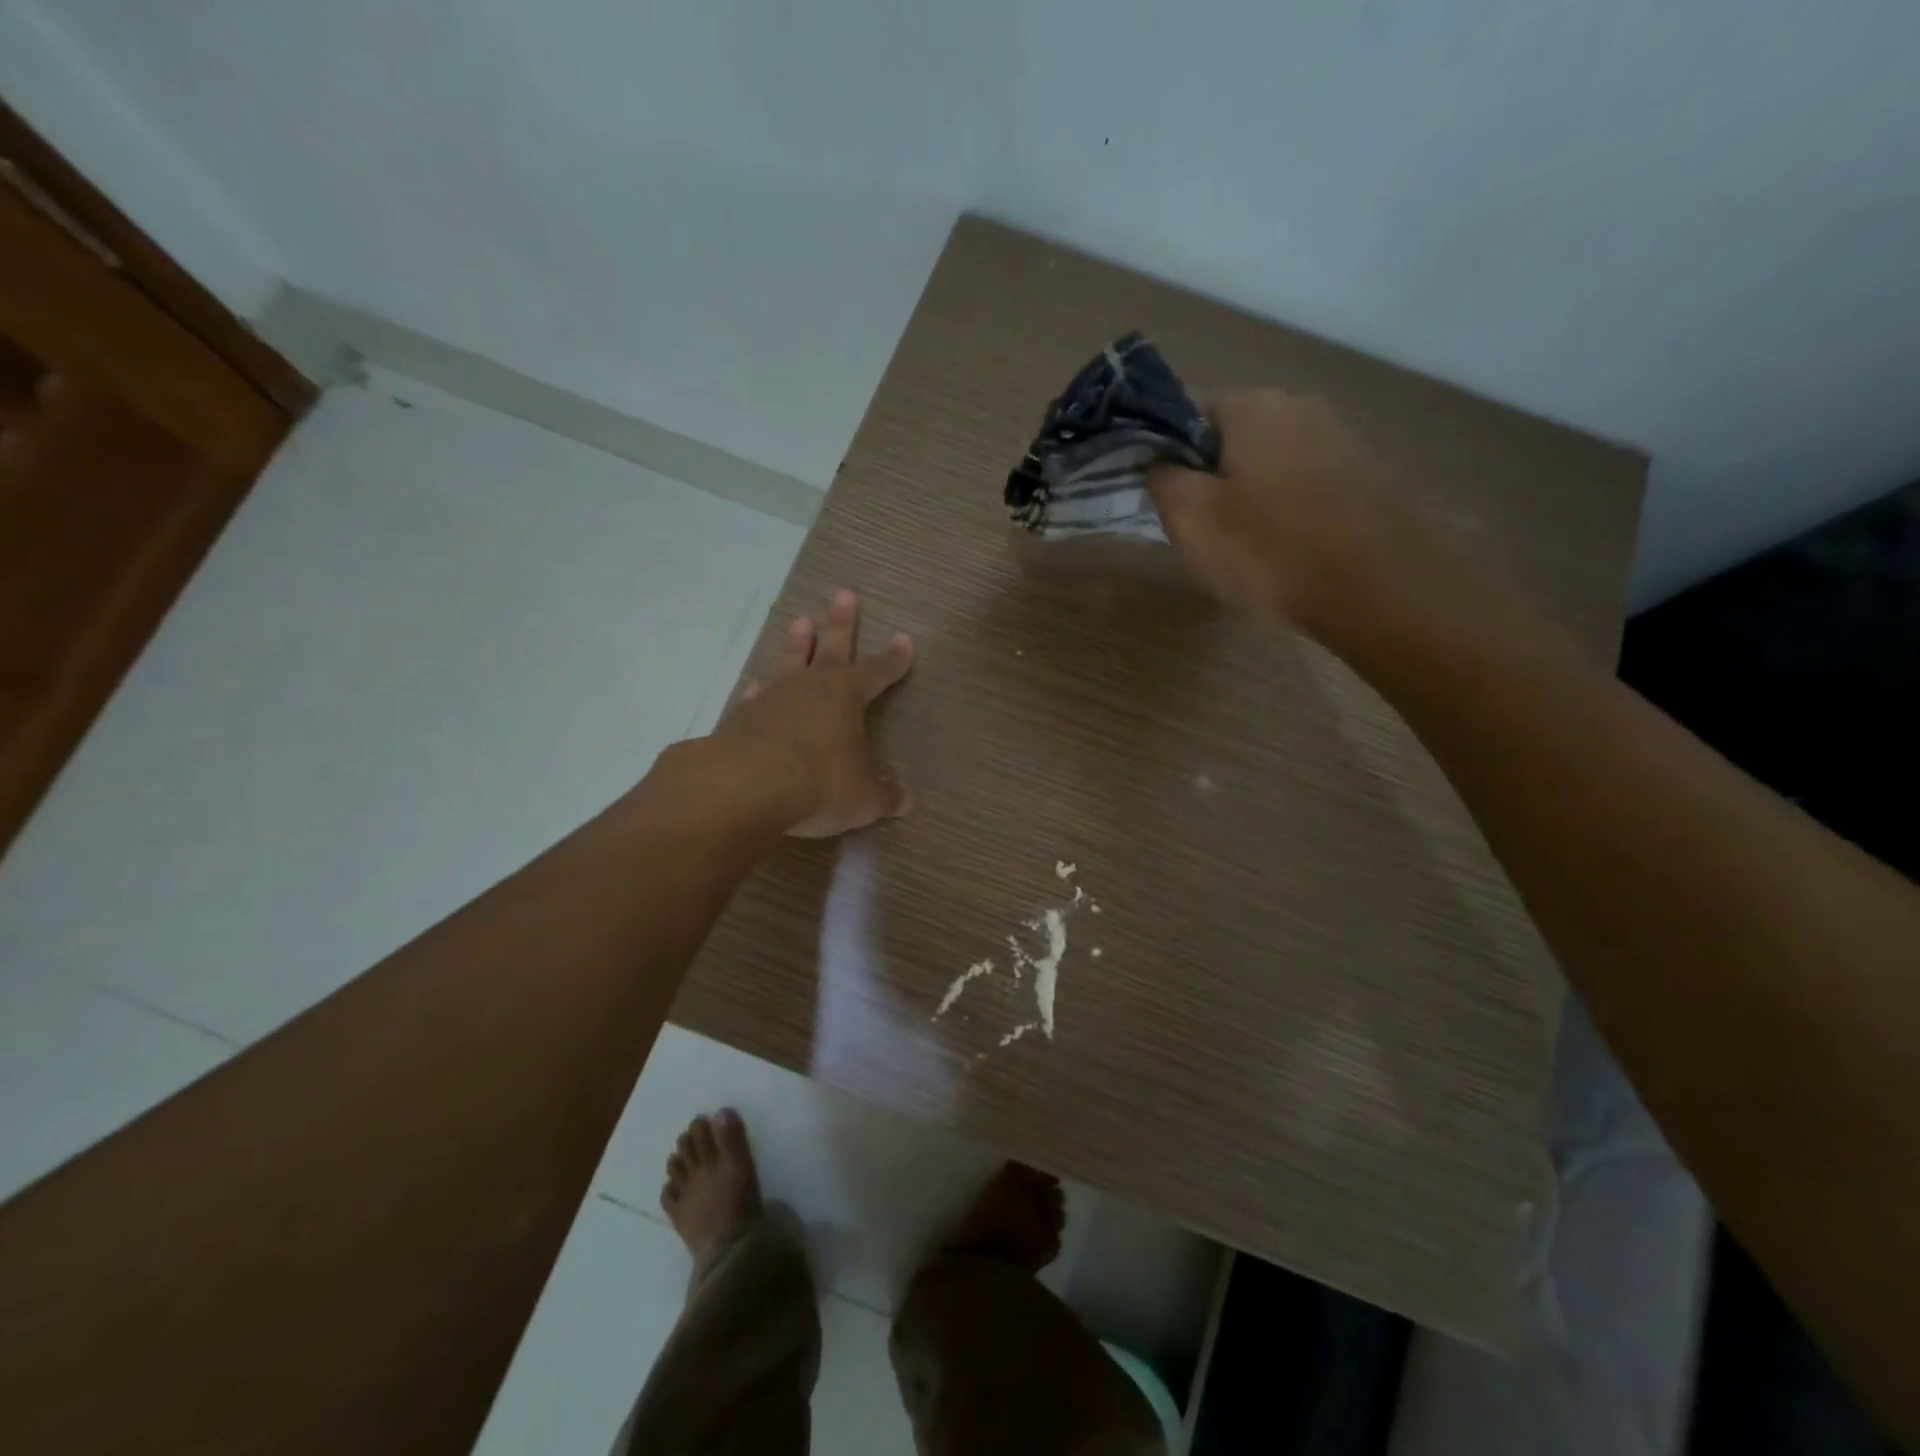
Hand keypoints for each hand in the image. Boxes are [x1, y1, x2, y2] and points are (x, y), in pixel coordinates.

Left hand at [712, 589, 914, 837]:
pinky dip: (759, 691)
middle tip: (844, 594)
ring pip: (790, 662)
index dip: (893, 659)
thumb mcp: (863, 797)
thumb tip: (908, 800)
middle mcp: (810, 687)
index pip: (877, 671)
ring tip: (801, 620)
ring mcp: (772, 698)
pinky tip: (756, 687)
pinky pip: (756, 697)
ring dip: (797, 644)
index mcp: (847, 696)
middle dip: (841, 623)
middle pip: (831, 647)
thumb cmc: (821, 783)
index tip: (904, 640)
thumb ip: (885, 795)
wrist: (747, 786)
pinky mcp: (741, 718)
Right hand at [1146, 391, 1434, 630]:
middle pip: (1232, 439)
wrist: (1382, 591)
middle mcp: (1302, 407)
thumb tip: (1159, 461)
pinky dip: (1289, 512)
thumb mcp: (1191, 518)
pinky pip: (1307, 486)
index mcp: (1254, 406)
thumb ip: (1162, 478)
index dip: (1169, 458)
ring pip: (1271, 464)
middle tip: (1205, 532)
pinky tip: (1290, 551)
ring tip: (1249, 548)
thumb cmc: (1271, 552)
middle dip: (1212, 479)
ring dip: (1251, 498)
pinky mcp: (1370, 475)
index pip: (1187, 414)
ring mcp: (1343, 439)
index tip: (1169, 503)